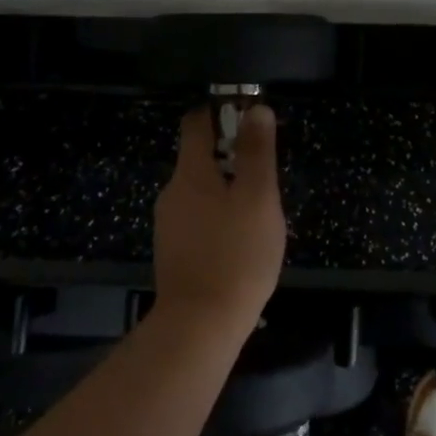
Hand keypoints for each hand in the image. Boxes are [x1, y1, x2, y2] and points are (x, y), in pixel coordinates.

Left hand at [152, 104, 287, 339]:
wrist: (200, 326)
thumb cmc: (236, 254)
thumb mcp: (258, 197)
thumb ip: (257, 152)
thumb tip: (256, 109)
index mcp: (190, 173)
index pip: (196, 122)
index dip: (221, 112)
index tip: (249, 118)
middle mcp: (172, 192)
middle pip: (199, 157)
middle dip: (232, 157)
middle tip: (265, 176)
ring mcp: (169, 224)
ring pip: (201, 190)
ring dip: (228, 189)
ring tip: (259, 212)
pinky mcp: (173, 251)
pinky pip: (198, 217)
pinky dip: (219, 216)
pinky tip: (240, 239)